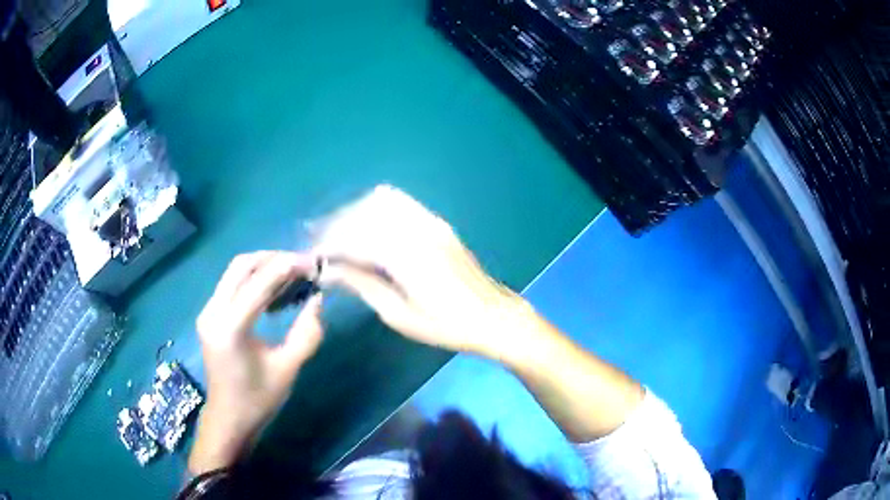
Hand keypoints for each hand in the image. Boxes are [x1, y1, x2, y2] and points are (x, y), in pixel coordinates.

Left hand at [189, 252, 323, 474]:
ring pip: (235, 272)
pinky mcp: (209, 315)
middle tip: (302, 265)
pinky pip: (231, 285)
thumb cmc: (258, 399)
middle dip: (274, 258)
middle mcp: (213, 312)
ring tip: (292, 273)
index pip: (260, 282)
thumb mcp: (288, 368)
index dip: (288, 267)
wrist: (229, 418)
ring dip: (263, 266)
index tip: (313, 264)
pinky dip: (253, 279)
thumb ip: (307, 333)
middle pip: (241, 265)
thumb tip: (317, 299)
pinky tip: (273, 289)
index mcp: (231, 327)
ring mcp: (208, 312)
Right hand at [314, 185, 533, 357]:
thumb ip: (363, 285)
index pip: (354, 239)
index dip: (328, 245)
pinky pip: (401, 202)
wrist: (492, 315)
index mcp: (405, 256)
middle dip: (335, 224)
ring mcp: (429, 221)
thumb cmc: (446, 325)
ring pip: (380, 201)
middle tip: (319, 243)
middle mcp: (416, 229)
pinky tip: (367, 224)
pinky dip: (376, 208)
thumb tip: (331, 271)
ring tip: (338, 231)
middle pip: (364, 213)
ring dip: (355, 212)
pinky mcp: (437, 222)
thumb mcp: (399, 315)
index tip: (312, 256)